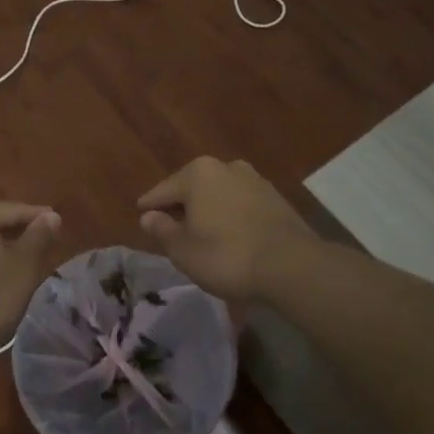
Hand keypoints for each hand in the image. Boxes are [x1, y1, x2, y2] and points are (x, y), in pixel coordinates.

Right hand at [137, 157, 315, 301]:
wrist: (292, 266)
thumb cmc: (226, 256)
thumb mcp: (183, 250)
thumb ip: (162, 230)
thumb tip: (148, 216)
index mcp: (198, 173)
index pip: (163, 190)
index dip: (150, 206)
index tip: (141, 215)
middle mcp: (226, 167)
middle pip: (192, 188)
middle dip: (181, 205)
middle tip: (169, 226)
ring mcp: (254, 180)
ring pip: (218, 194)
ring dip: (207, 210)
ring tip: (200, 232)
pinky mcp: (276, 198)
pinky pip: (240, 204)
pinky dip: (230, 215)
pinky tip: (228, 234)